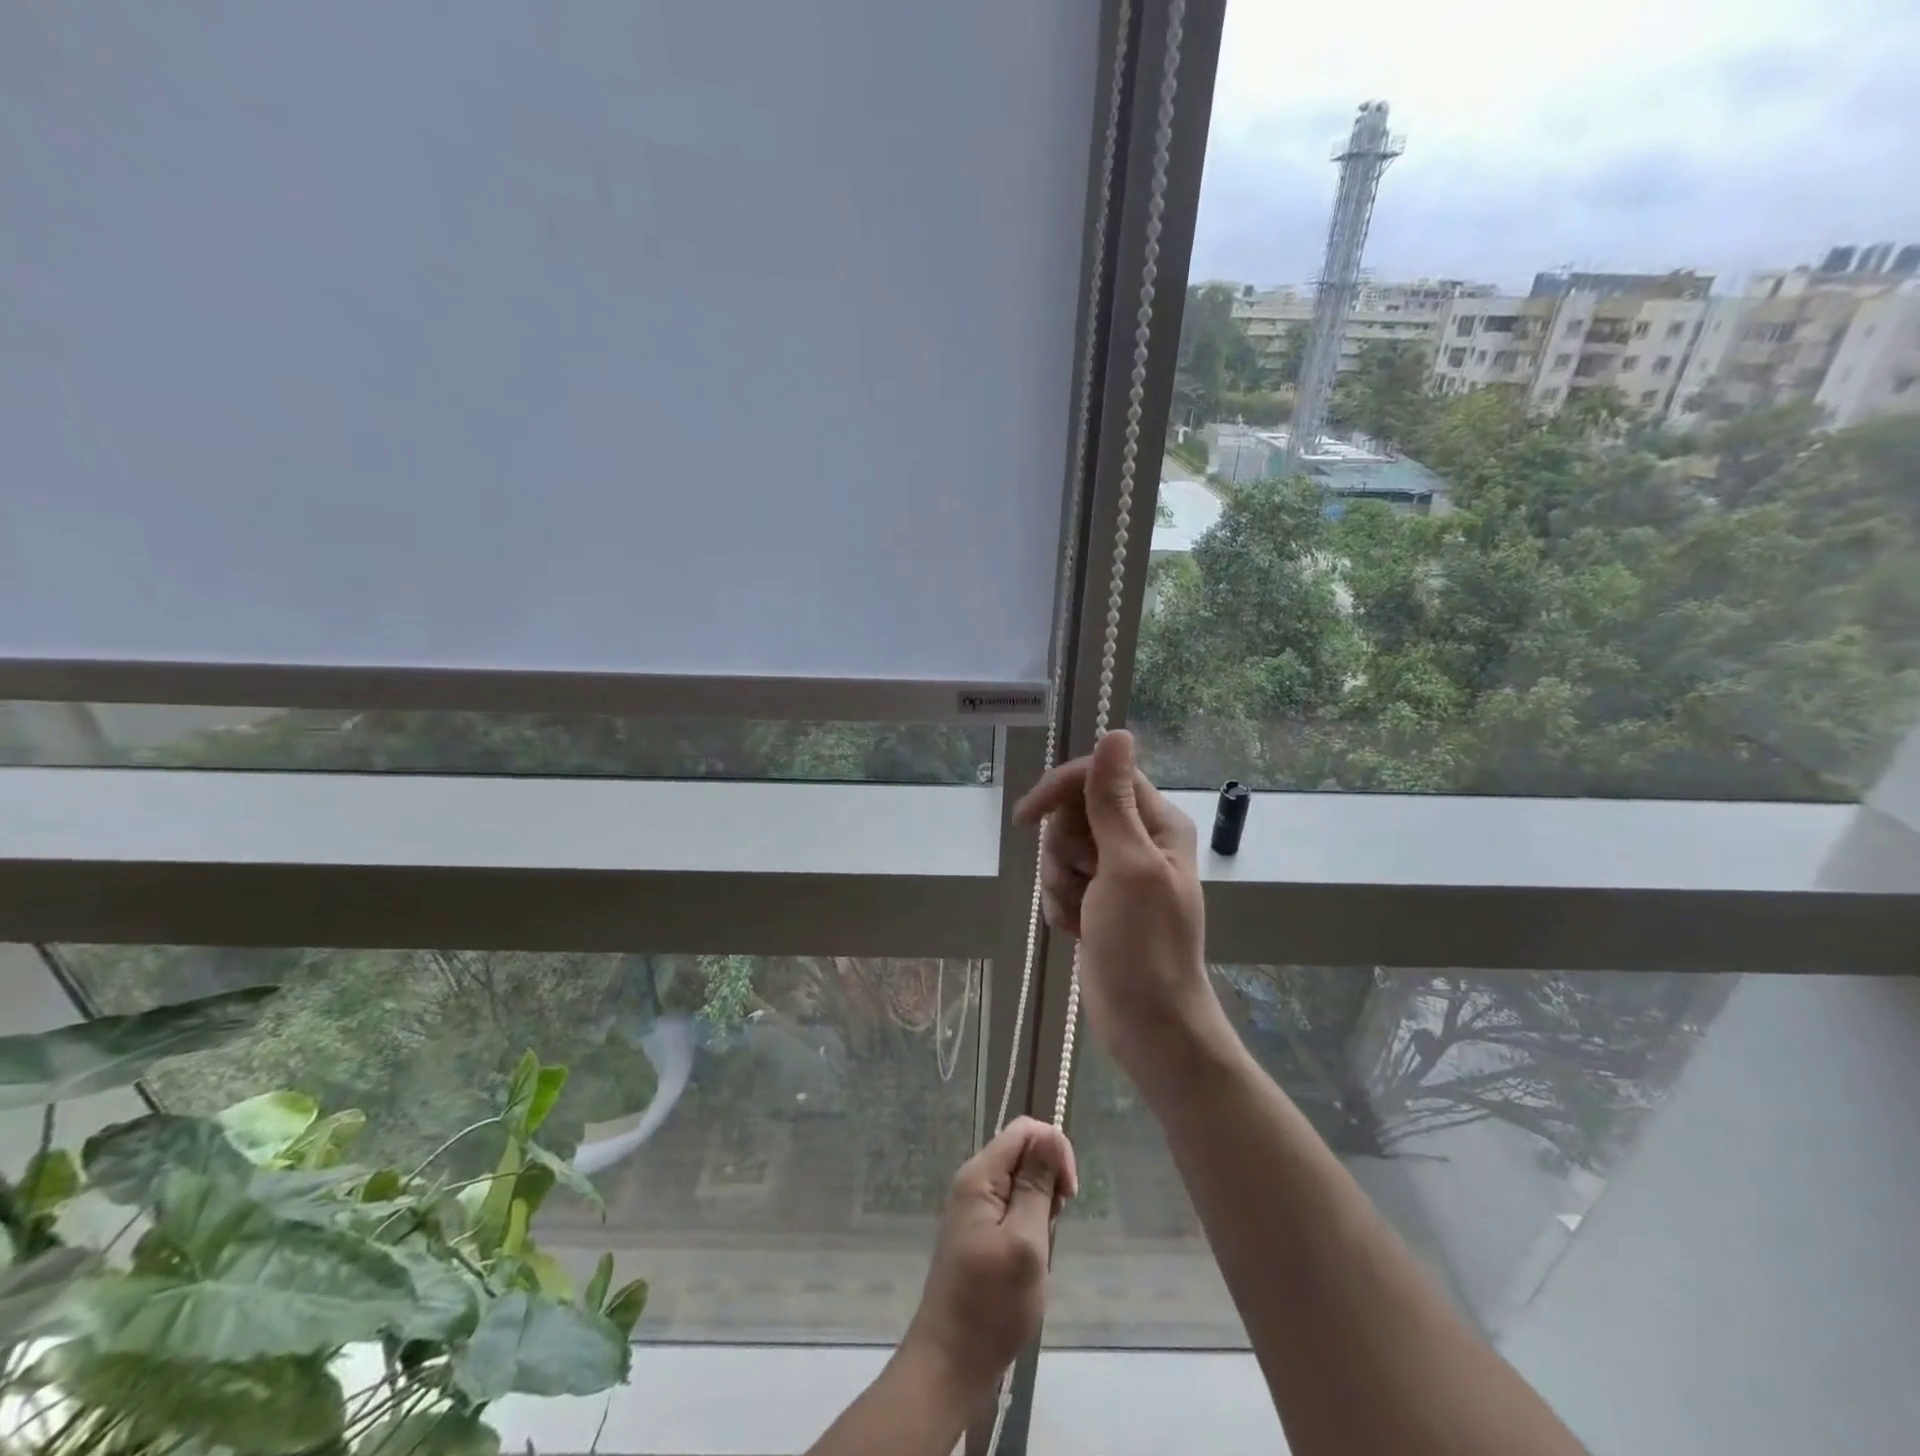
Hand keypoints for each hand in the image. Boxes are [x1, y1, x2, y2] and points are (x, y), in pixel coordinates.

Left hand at [903, 1117, 1077, 1398]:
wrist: (951, 1362)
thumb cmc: (991, 1304)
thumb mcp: (1025, 1242)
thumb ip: (1038, 1186)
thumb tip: (1051, 1134)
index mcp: (980, 1175)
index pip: (1024, 1130)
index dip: (1054, 1148)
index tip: (1069, 1193)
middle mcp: (974, 1182)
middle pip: (1023, 1152)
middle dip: (1049, 1179)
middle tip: (1053, 1226)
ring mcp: (975, 1208)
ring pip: (1021, 1181)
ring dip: (1041, 1206)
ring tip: (1041, 1247)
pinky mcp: (980, 1231)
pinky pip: (1013, 1207)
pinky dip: (1031, 1223)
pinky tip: (1032, 1255)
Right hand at [1012, 730, 1219, 1089]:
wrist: (1146, 1022)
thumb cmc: (1144, 942)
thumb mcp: (1127, 864)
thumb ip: (1113, 800)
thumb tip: (1116, 733)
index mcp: (1156, 822)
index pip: (1098, 776)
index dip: (1059, 790)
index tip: (1026, 818)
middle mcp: (1137, 840)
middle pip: (1073, 814)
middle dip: (1063, 851)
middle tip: (1084, 882)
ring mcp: (1115, 872)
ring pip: (1060, 850)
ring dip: (1060, 883)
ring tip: (1083, 914)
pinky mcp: (1097, 900)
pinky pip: (1060, 883)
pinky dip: (1061, 906)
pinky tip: (1079, 931)